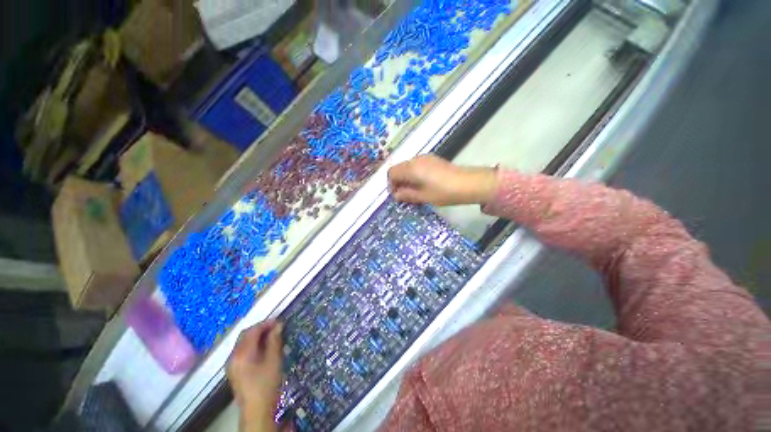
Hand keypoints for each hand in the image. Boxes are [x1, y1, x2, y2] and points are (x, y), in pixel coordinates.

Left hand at [227, 321, 283, 431]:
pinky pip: (242, 351)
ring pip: (243, 343)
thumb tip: (278, 325)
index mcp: (241, 354)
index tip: (279, 322)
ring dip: (256, 337)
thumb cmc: (267, 384)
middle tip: (276, 328)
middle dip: (260, 329)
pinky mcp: (234, 371)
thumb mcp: (274, 360)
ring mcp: (231, 364)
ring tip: (272, 337)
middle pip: (245, 335)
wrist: (257, 411)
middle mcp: (233, 357)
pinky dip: (252, 345)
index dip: (266, 324)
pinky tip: (263, 349)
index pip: (252, 331)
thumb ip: (274, 341)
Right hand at [388, 155, 497, 205]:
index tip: (397, 195)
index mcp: (411, 168)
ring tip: (414, 191)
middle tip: (404, 195)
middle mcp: (416, 159)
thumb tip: (396, 195)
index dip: (391, 185)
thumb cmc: (443, 192)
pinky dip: (414, 174)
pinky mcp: (433, 159)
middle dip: (398, 181)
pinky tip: (423, 184)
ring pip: (408, 167)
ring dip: (406, 178)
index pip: (392, 173)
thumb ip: (406, 194)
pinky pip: (417, 165)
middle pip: (399, 168)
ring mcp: (425, 157)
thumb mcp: (423, 197)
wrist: (469, 183)